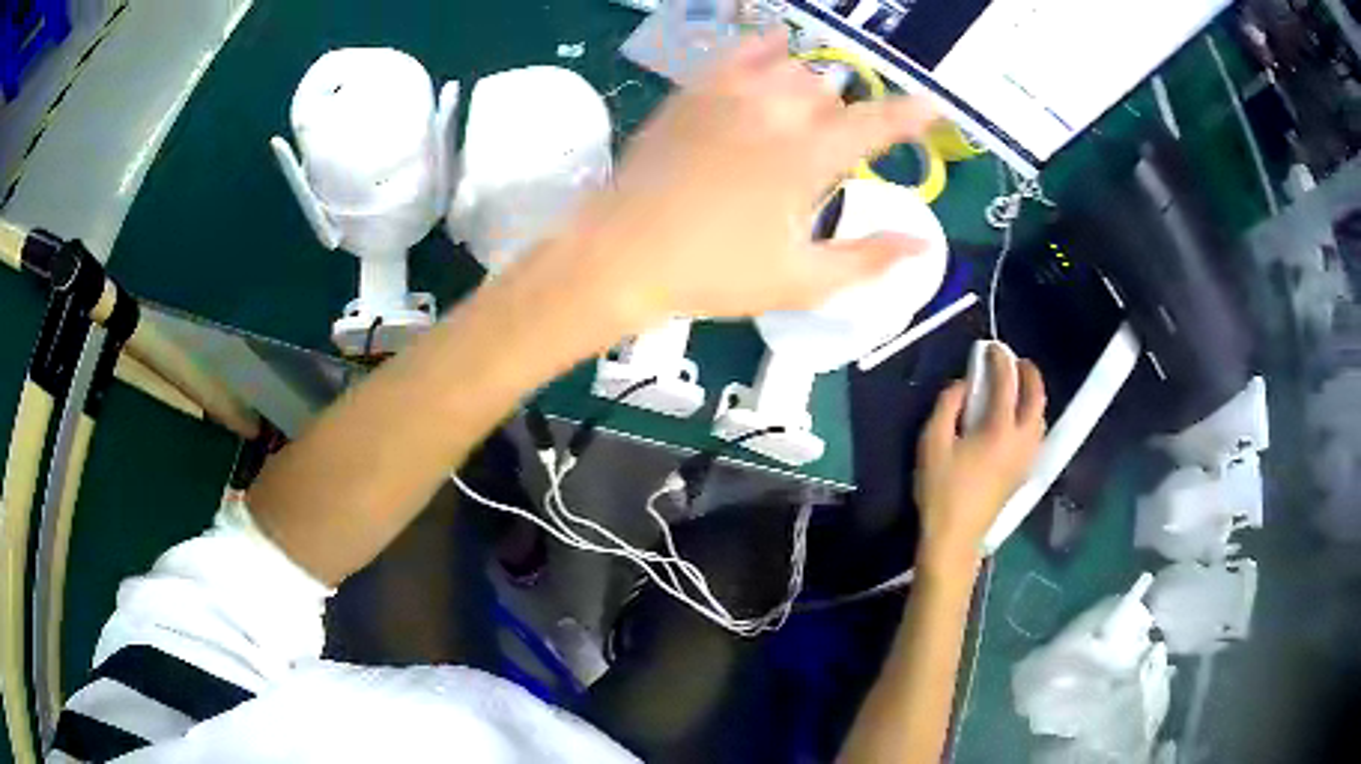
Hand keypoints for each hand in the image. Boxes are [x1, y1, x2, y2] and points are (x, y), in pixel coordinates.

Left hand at [557, 27, 938, 329]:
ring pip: (787, 66)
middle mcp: (774, 112)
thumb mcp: (800, 281)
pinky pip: (735, 53)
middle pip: (828, 91)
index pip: (874, 125)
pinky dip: (762, 47)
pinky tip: (773, 44)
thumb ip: (866, 259)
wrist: (622, 255)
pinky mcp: (692, 93)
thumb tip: (920, 244)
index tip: (932, 107)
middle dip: (841, 114)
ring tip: (802, 112)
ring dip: (807, 85)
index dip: (909, 115)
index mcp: (807, 158)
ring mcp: (728, 96)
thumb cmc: (713, 274)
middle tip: (830, 150)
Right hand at [914, 347, 1045, 575]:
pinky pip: (1037, 434)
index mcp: (999, 430)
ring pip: (1041, 417)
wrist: (954, 537)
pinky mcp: (1024, 473)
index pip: (1007, 384)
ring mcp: (1026, 458)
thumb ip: (948, 405)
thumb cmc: (940, 490)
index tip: (992, 347)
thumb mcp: (932, 442)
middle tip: (1015, 361)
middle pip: (1036, 398)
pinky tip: (1018, 418)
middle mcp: (1021, 441)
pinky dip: (1032, 416)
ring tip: (1018, 386)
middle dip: (1029, 374)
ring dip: (1033, 395)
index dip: (1001, 361)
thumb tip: (965, 384)